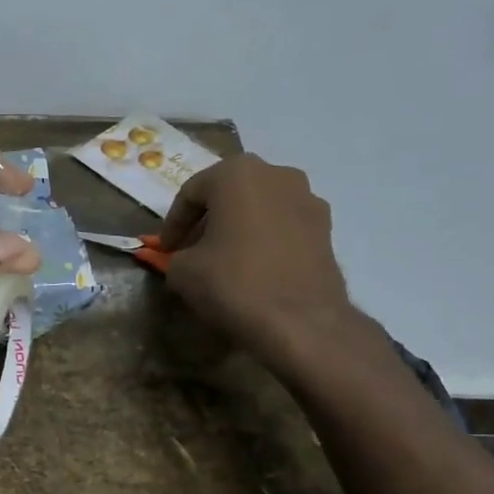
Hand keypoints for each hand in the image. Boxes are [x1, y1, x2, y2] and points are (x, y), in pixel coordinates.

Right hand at [158, 155, 355, 368]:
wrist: (300, 321)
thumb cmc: (233, 282)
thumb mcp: (182, 271)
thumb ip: (176, 256)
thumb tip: (184, 260)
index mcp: (237, 173)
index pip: (191, 192)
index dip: (173, 223)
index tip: (165, 249)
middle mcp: (276, 174)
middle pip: (229, 193)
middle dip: (207, 219)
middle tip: (192, 248)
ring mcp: (308, 199)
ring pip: (259, 206)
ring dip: (238, 226)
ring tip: (224, 258)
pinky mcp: (327, 228)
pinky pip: (283, 225)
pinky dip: (265, 239)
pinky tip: (255, 267)